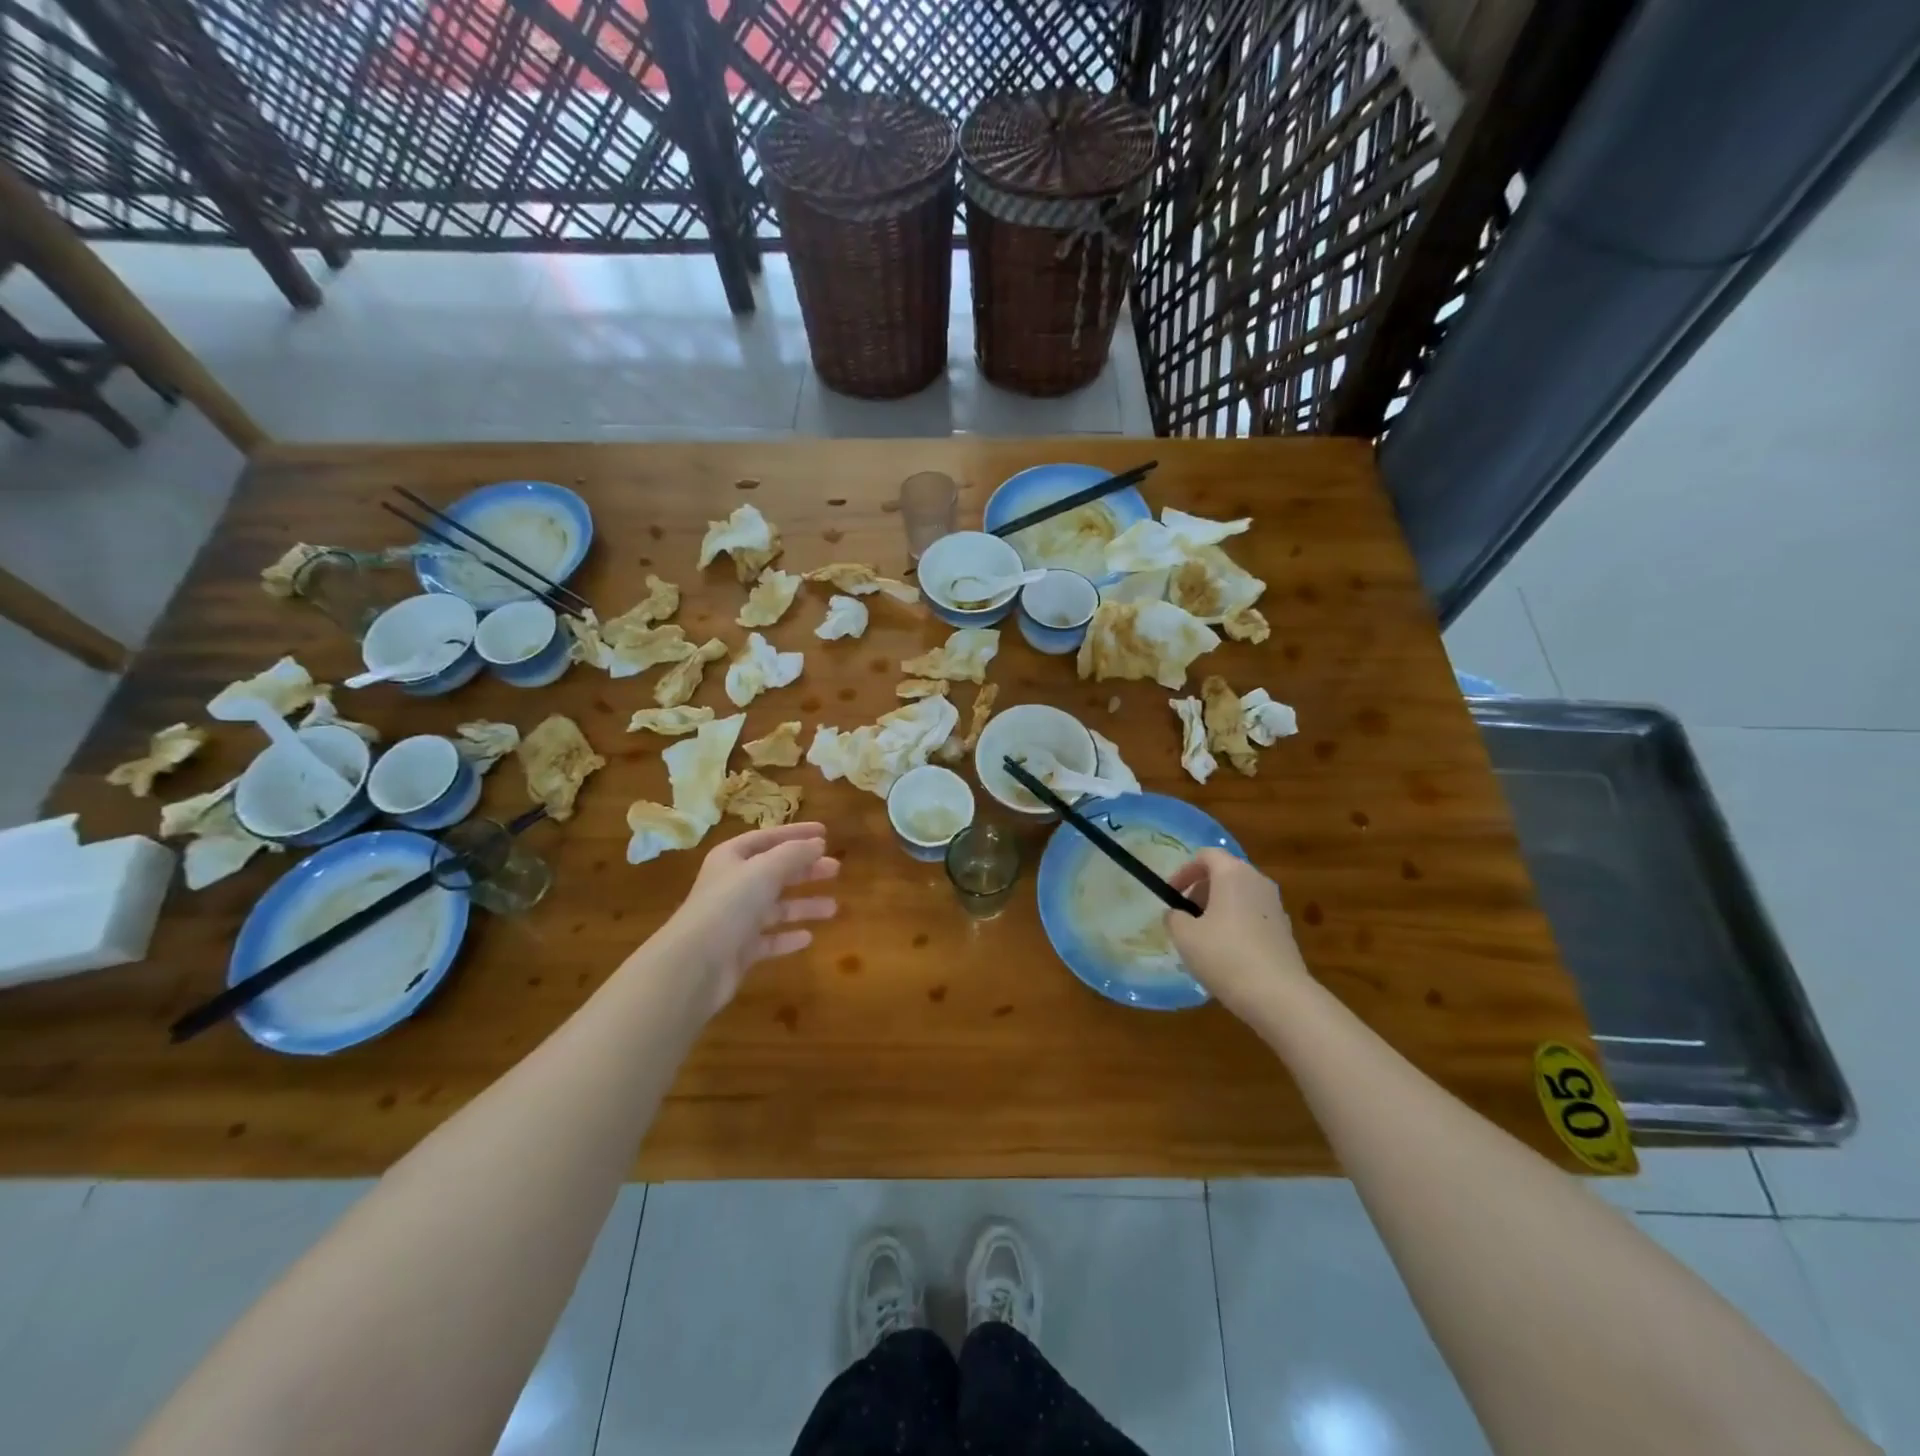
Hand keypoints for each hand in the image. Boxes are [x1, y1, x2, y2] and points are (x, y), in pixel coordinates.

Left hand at [659, 823, 839, 1015]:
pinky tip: (808, 937)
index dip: (796, 834)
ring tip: (833, 908)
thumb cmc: (729, 905)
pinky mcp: (739, 950)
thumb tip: (818, 843)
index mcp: (732, 858)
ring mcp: (735, 919)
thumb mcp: (765, 870)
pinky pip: (769, 939)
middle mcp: (733, 885)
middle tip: (836, 869)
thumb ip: (794, 854)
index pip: (768, 838)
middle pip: (775, 872)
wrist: (695, 964)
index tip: (825, 833)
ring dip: (803, 905)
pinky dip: (788, 937)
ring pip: (776, 907)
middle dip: (805, 870)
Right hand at [1165, 850, 1309, 1019]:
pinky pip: (1252, 916)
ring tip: (1202, 937)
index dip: (1184, 871)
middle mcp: (1258, 882)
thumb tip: (1177, 914)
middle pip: (1224, 874)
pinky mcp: (1284, 930)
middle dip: (1200, 890)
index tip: (1171, 894)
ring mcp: (1275, 906)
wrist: (1278, 996)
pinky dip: (1235, 924)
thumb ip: (1174, 917)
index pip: (1206, 855)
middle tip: (1185, 916)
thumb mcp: (1185, 936)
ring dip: (1218, 908)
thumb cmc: (1225, 955)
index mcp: (1233, 874)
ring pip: (1239, 895)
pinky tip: (1226, 954)